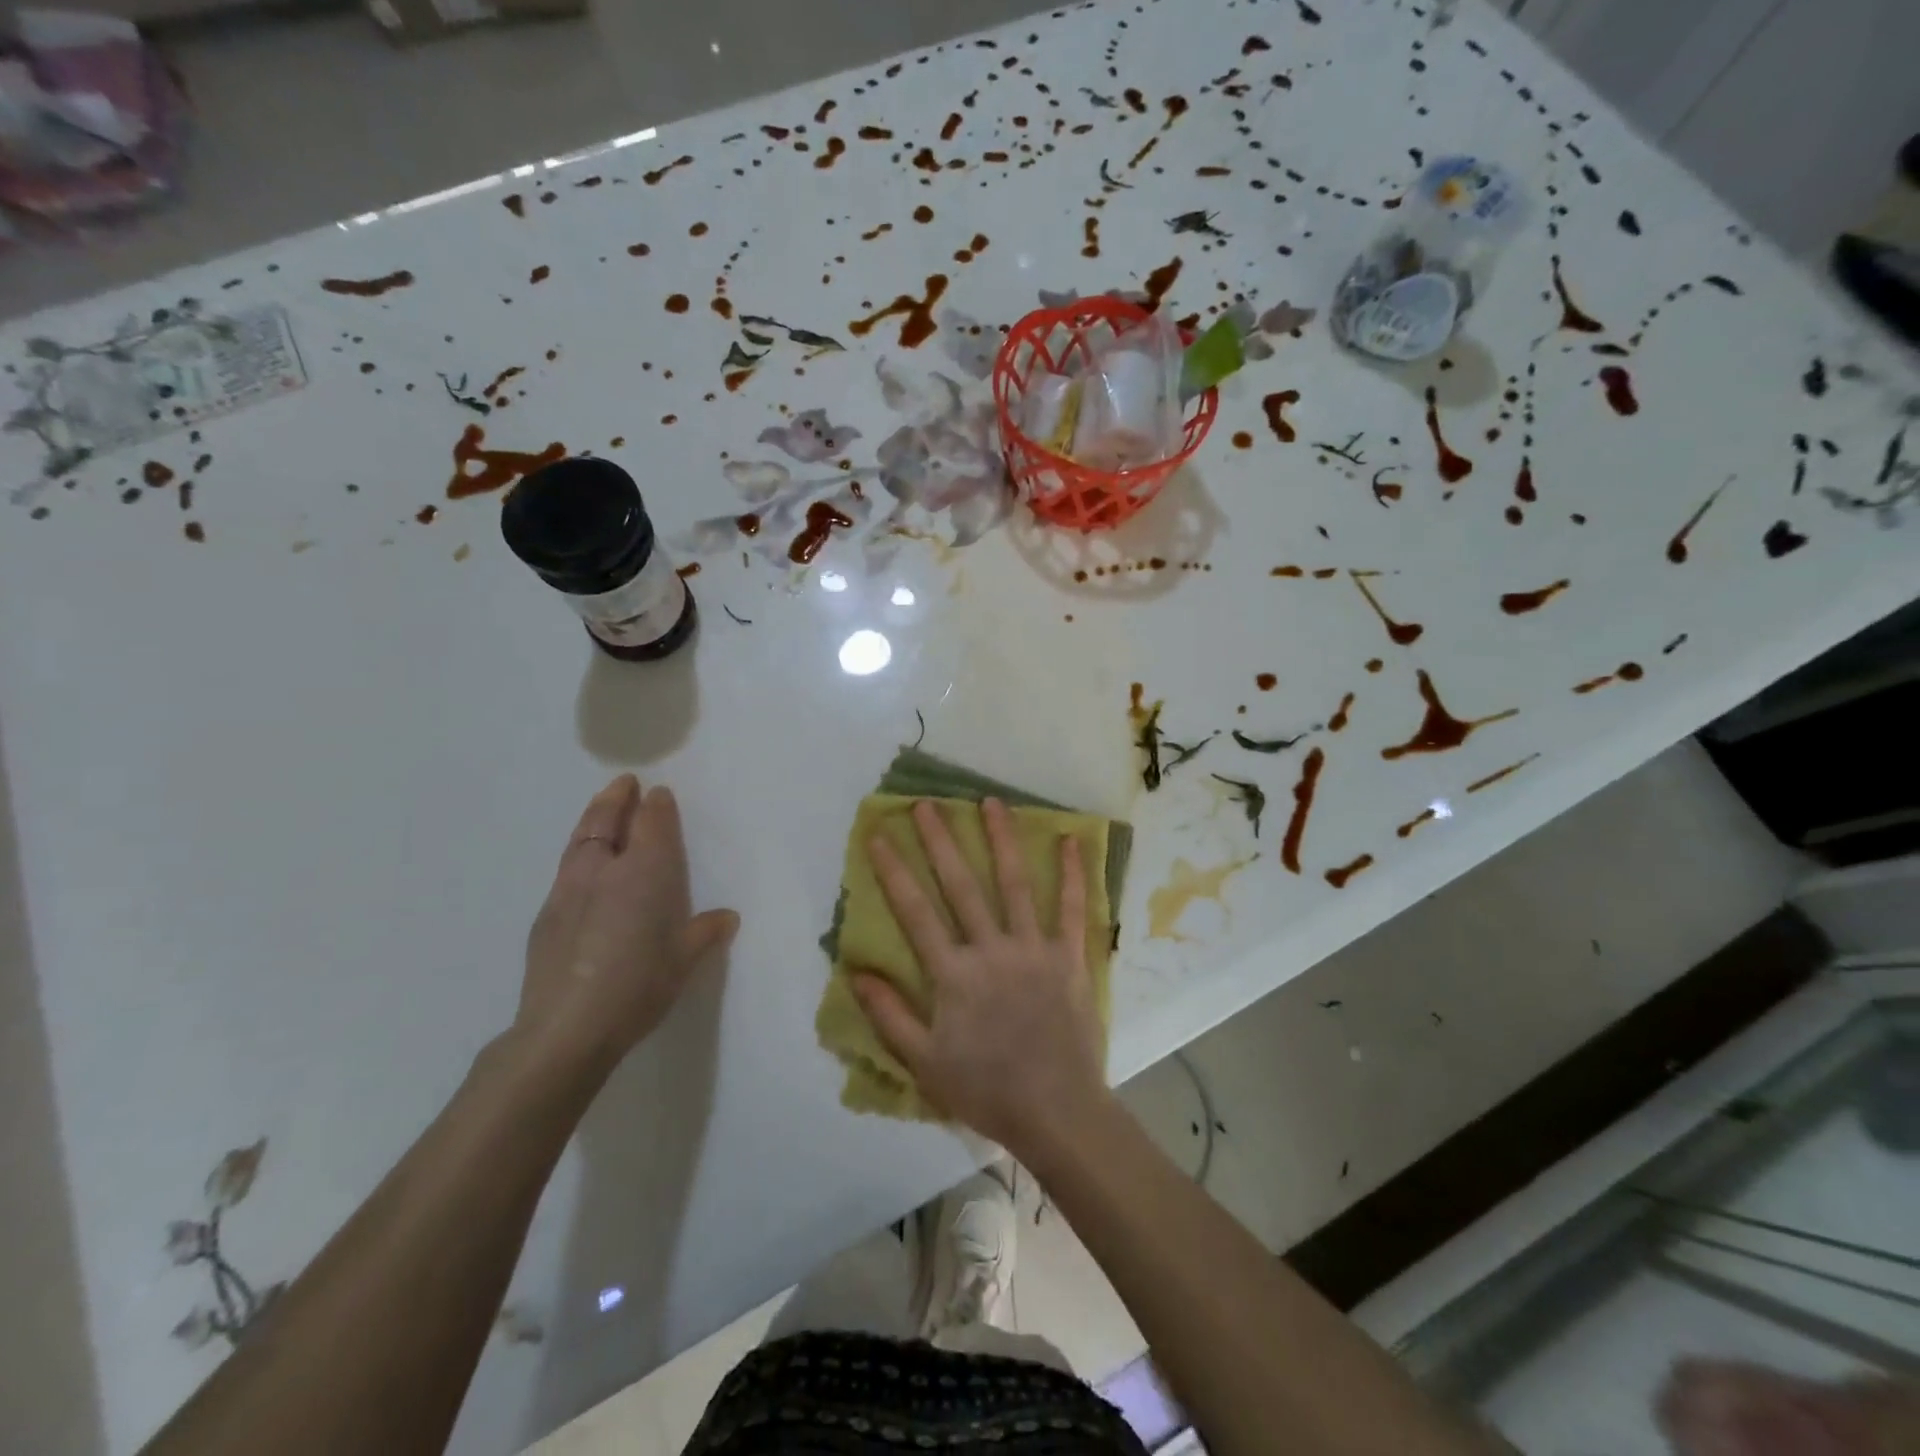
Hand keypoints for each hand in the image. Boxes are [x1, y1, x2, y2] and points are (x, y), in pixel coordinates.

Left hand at [517, 775, 737, 1078]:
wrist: (566, 1028)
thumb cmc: (638, 986)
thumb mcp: (683, 961)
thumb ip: (704, 932)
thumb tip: (726, 917)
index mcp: (644, 874)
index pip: (652, 825)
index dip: (657, 806)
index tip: (660, 793)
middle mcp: (604, 871)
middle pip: (607, 821)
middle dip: (617, 798)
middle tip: (624, 783)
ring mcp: (568, 890)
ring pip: (580, 841)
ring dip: (593, 819)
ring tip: (601, 810)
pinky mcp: (546, 916)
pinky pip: (566, 869)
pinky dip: (578, 854)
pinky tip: (584, 869)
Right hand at [853, 797, 1109, 1155]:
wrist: (1056, 1112)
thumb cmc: (986, 1089)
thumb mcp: (924, 1062)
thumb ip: (889, 1014)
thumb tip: (856, 970)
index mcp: (953, 975)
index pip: (915, 913)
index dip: (894, 872)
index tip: (880, 836)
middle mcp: (991, 950)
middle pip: (961, 886)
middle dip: (941, 842)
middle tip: (927, 804)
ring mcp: (1034, 949)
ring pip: (1014, 884)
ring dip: (1002, 840)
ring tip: (991, 802)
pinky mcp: (1069, 957)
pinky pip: (1073, 910)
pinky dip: (1072, 875)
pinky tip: (1070, 840)